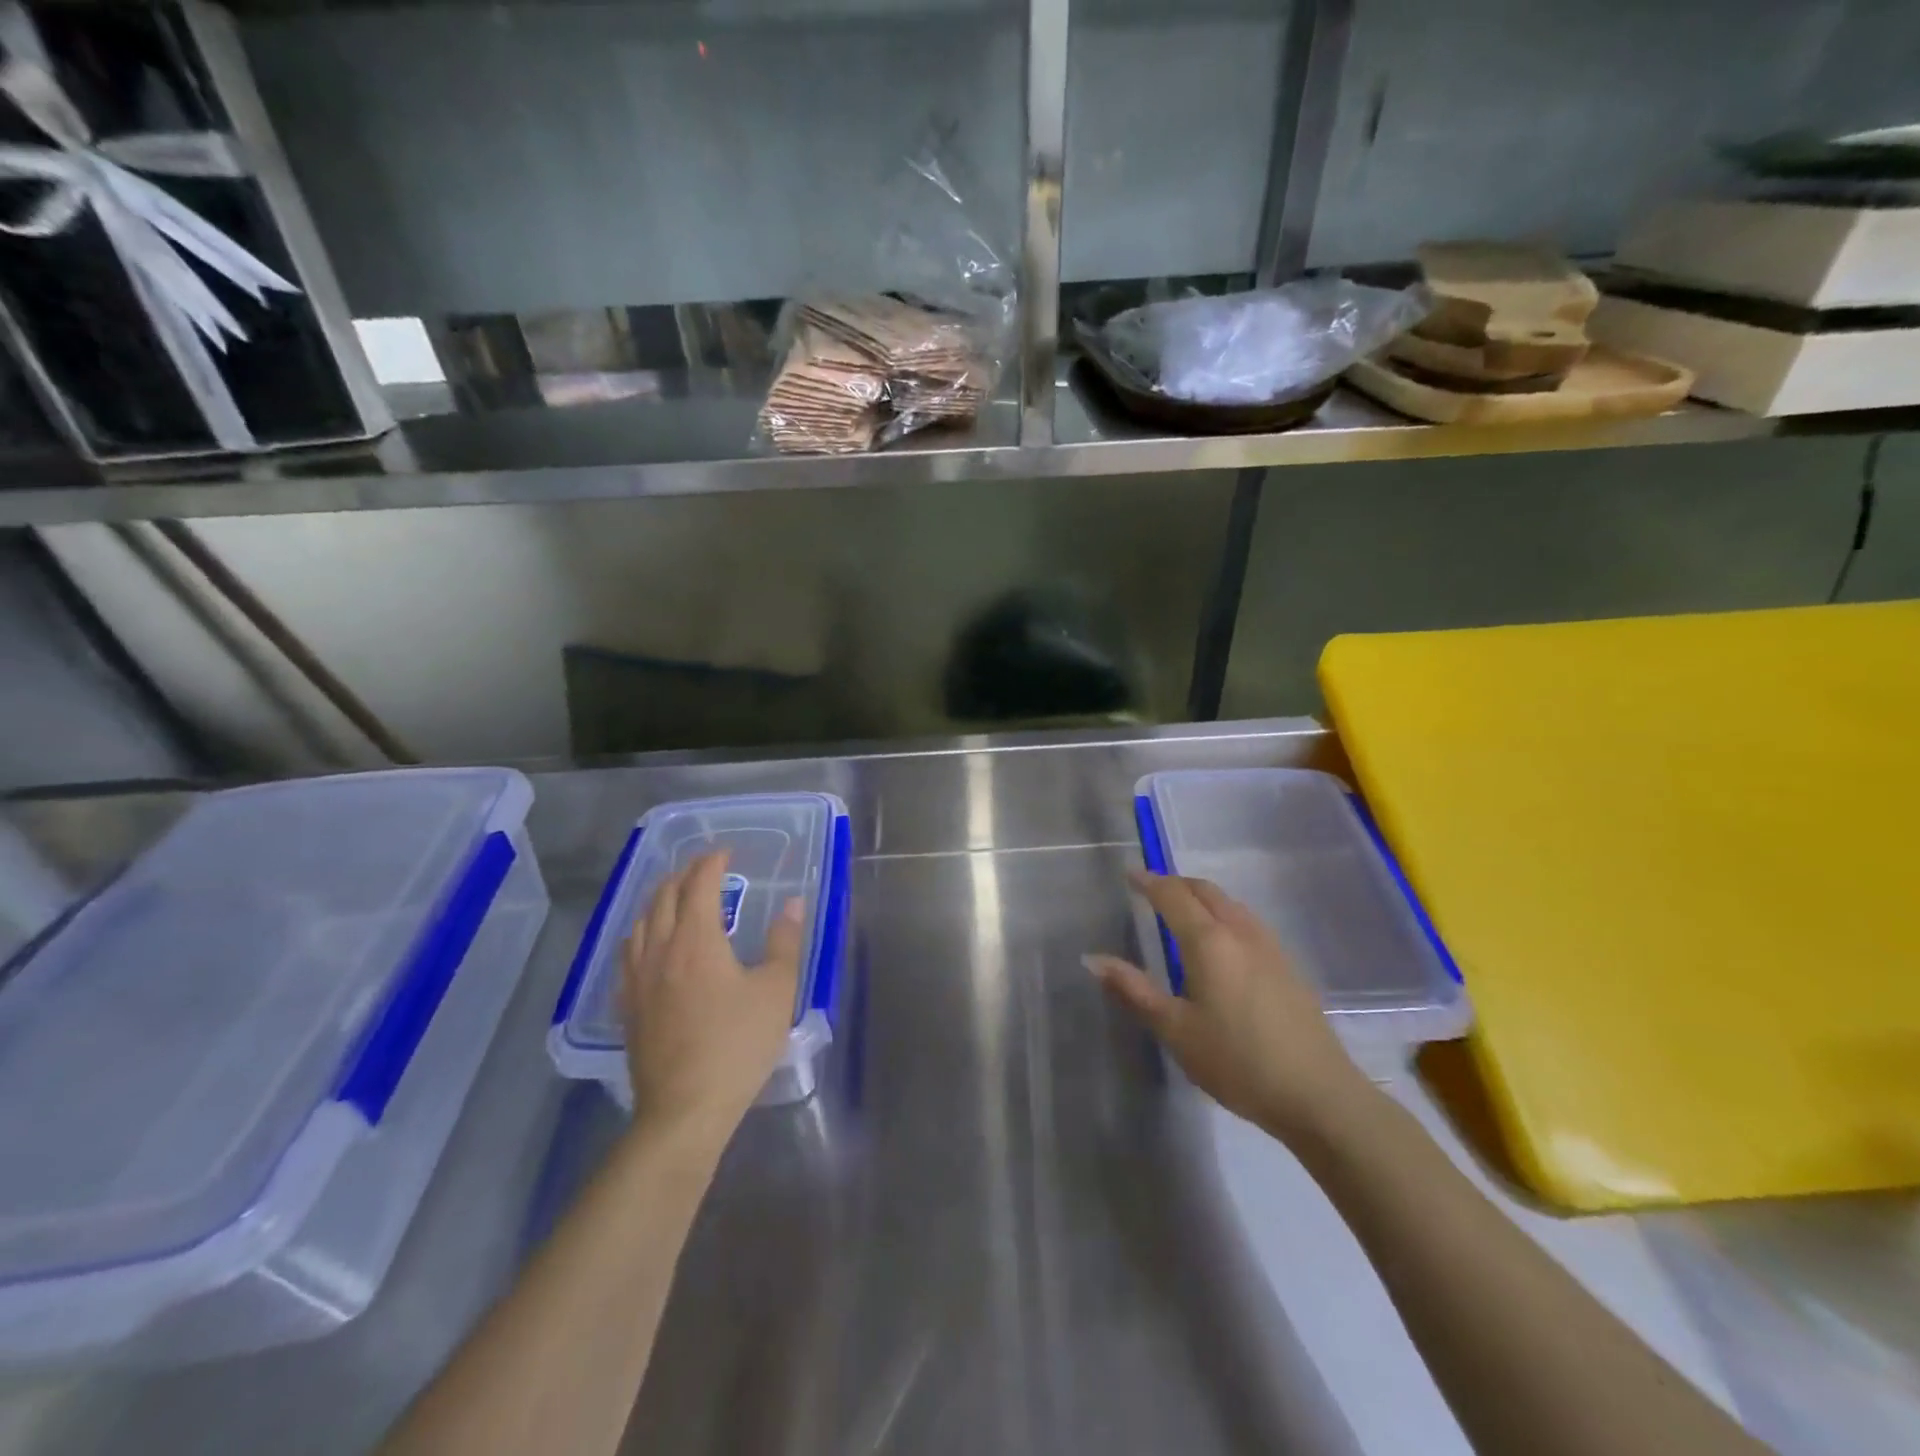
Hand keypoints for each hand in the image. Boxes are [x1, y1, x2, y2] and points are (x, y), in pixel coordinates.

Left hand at [619, 850, 804, 1142]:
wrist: (684, 1109)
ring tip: (674, 896)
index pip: (699, 885)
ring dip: (658, 900)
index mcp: (697, 940)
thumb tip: (791, 904)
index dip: (711, 863)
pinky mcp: (628, 1007)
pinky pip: (628, 954)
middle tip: (703, 868)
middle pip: (664, 898)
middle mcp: (660, 950)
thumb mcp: (776, 991)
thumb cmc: (737, 1045)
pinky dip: (641, 932)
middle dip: (683, 875)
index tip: (725, 852)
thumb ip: (785, 942)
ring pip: (640, 923)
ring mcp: (638, 980)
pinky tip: (647, 944)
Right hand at [1086, 869, 1369, 1142]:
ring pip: (1230, 904)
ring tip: (1182, 912)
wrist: (1318, 1094)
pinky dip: (1223, 914)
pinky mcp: (1288, 966)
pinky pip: (1247, 922)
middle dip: (1176, 883)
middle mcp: (1240, 932)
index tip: (1129, 875)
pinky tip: (1221, 943)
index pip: (1173, 895)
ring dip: (1202, 897)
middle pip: (1205, 891)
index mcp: (1208, 941)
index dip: (1149, 882)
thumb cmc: (1237, 1061)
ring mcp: (1269, 947)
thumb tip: (1092, 959)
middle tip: (1151, 890)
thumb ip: (1133, 990)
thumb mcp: (1175, 1029)